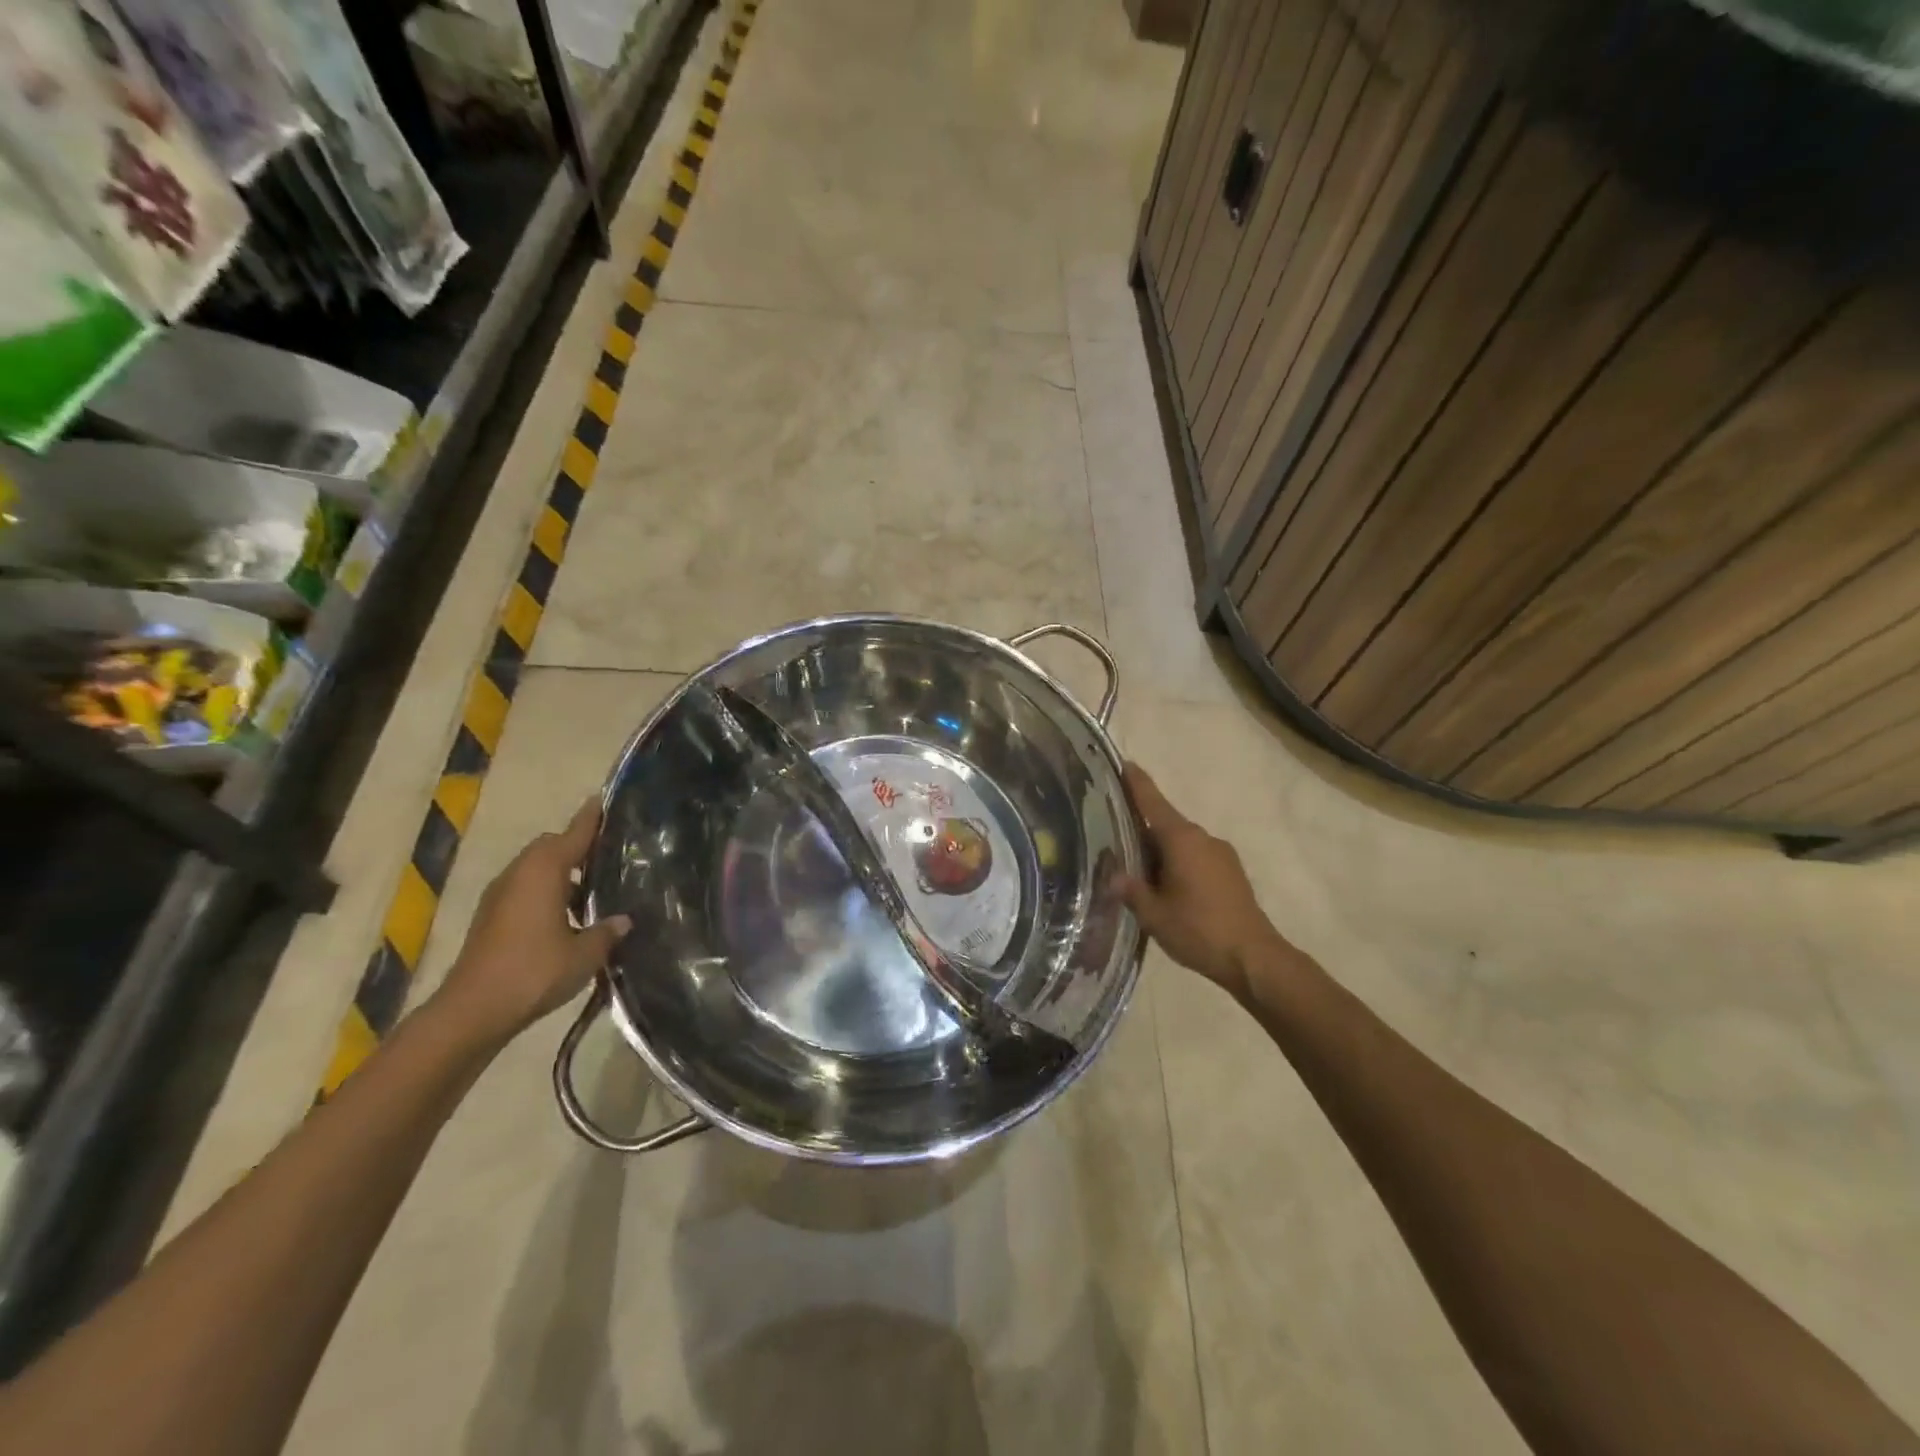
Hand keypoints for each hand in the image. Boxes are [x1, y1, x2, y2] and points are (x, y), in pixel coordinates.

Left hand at [430, 799, 629, 1048]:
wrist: (473, 1010)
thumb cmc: (534, 972)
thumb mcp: (585, 953)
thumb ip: (607, 931)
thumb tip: (623, 920)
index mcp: (544, 871)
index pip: (575, 833)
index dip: (593, 817)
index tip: (607, 799)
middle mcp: (519, 873)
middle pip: (552, 846)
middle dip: (578, 845)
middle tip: (610, 854)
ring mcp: (500, 894)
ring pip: (536, 868)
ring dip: (562, 872)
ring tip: (594, 887)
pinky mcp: (491, 916)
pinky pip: (525, 888)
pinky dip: (547, 890)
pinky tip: (567, 914)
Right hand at [1121, 763, 1292, 1006]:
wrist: (1254, 958)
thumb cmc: (1199, 930)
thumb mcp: (1154, 914)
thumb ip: (1131, 891)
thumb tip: (1113, 876)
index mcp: (1181, 839)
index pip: (1153, 802)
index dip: (1137, 783)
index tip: (1124, 762)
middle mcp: (1202, 838)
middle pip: (1165, 824)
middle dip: (1141, 828)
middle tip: (1114, 836)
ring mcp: (1221, 854)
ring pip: (1181, 844)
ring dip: (1161, 852)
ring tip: (1138, 871)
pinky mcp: (1231, 873)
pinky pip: (1196, 858)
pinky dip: (1178, 864)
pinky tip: (1167, 888)